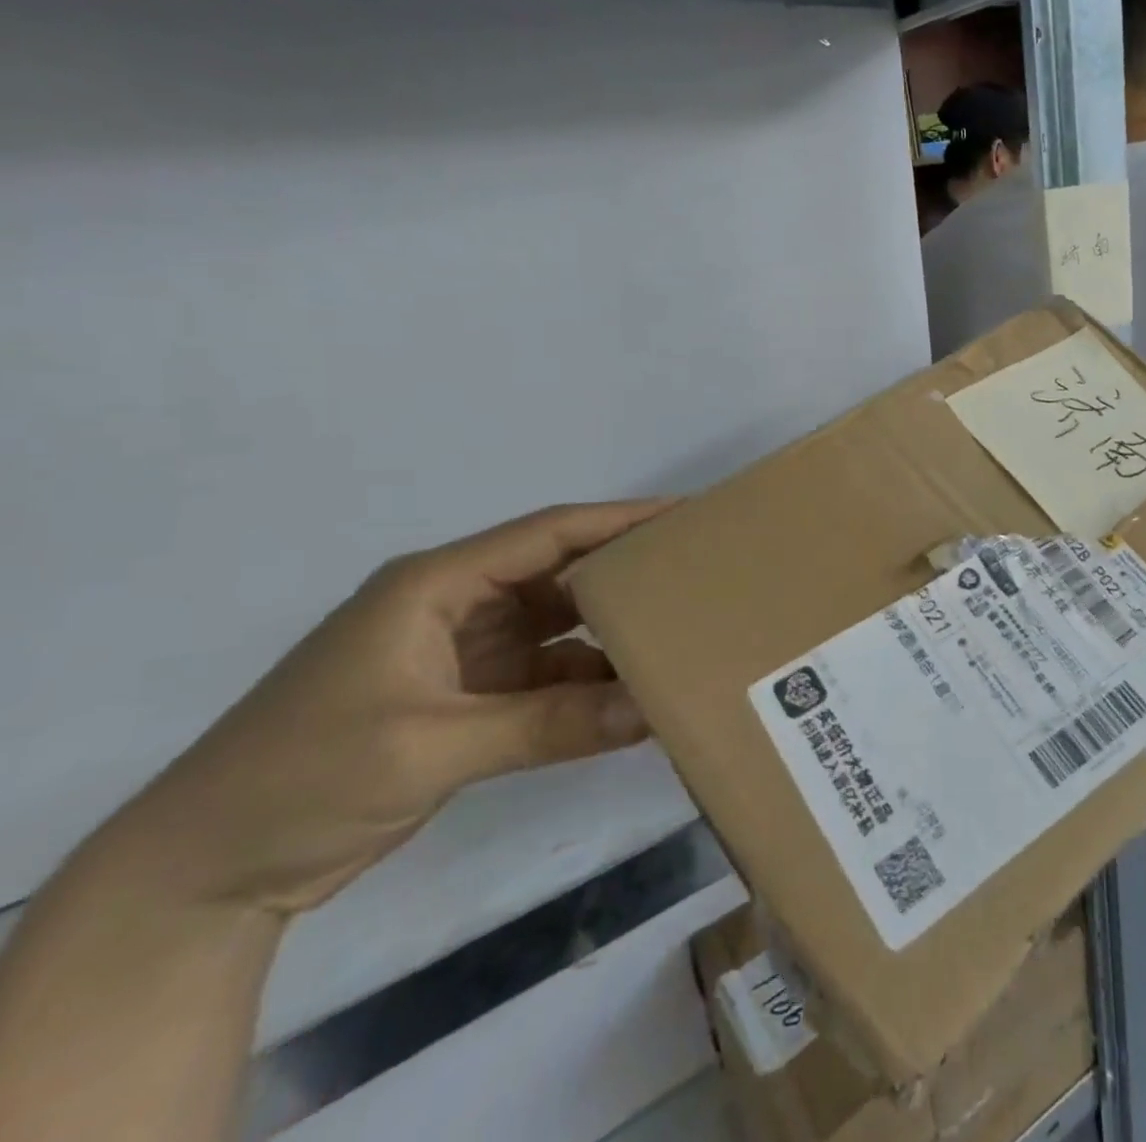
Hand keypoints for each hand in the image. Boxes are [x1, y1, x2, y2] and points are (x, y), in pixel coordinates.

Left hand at [100, 501, 667, 916]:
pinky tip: (633, 698)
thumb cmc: (303, 777)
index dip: (619, 519)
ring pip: (558, 628)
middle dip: (626, 572)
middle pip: (559, 574)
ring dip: (611, 636)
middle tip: (698, 572)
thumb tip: (650, 711)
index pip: (547, 534)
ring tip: (679, 633)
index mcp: (436, 586)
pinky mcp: (467, 700)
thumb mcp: (430, 745)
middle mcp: (455, 606)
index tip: (687, 515)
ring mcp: (462, 654)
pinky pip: (546, 677)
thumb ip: (546, 724)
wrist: (202, 875)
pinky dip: (586, 686)